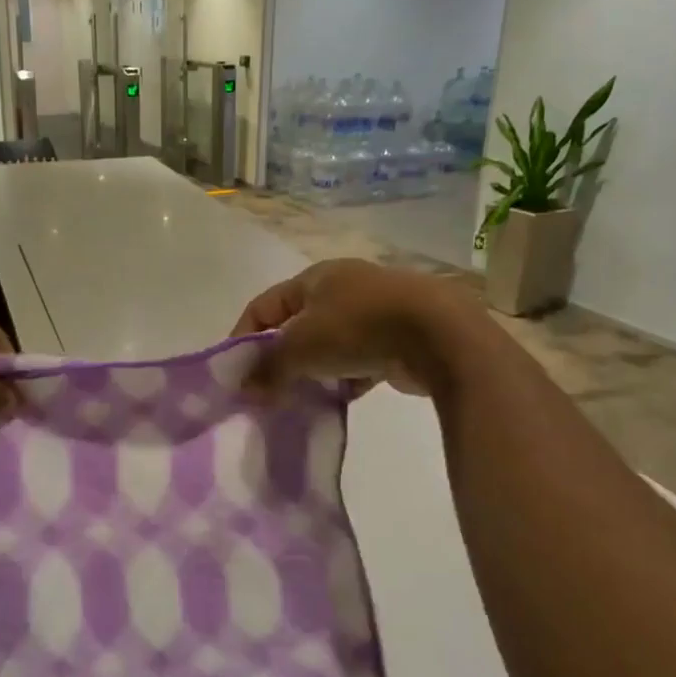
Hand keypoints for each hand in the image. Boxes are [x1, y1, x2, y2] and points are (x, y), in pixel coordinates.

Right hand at [230, 259, 482, 398]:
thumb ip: (268, 368)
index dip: (244, 337)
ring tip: (302, 398)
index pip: (264, 305)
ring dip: (313, 370)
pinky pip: (359, 361)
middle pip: (297, 325)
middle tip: (268, 390)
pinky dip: (346, 379)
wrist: (440, 335)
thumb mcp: (301, 347)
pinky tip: (340, 399)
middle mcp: (343, 288)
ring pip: (329, 345)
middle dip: (280, 358)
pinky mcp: (398, 338)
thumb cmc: (358, 327)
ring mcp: (374, 311)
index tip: (235, 373)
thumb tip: (245, 389)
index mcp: (315, 277)